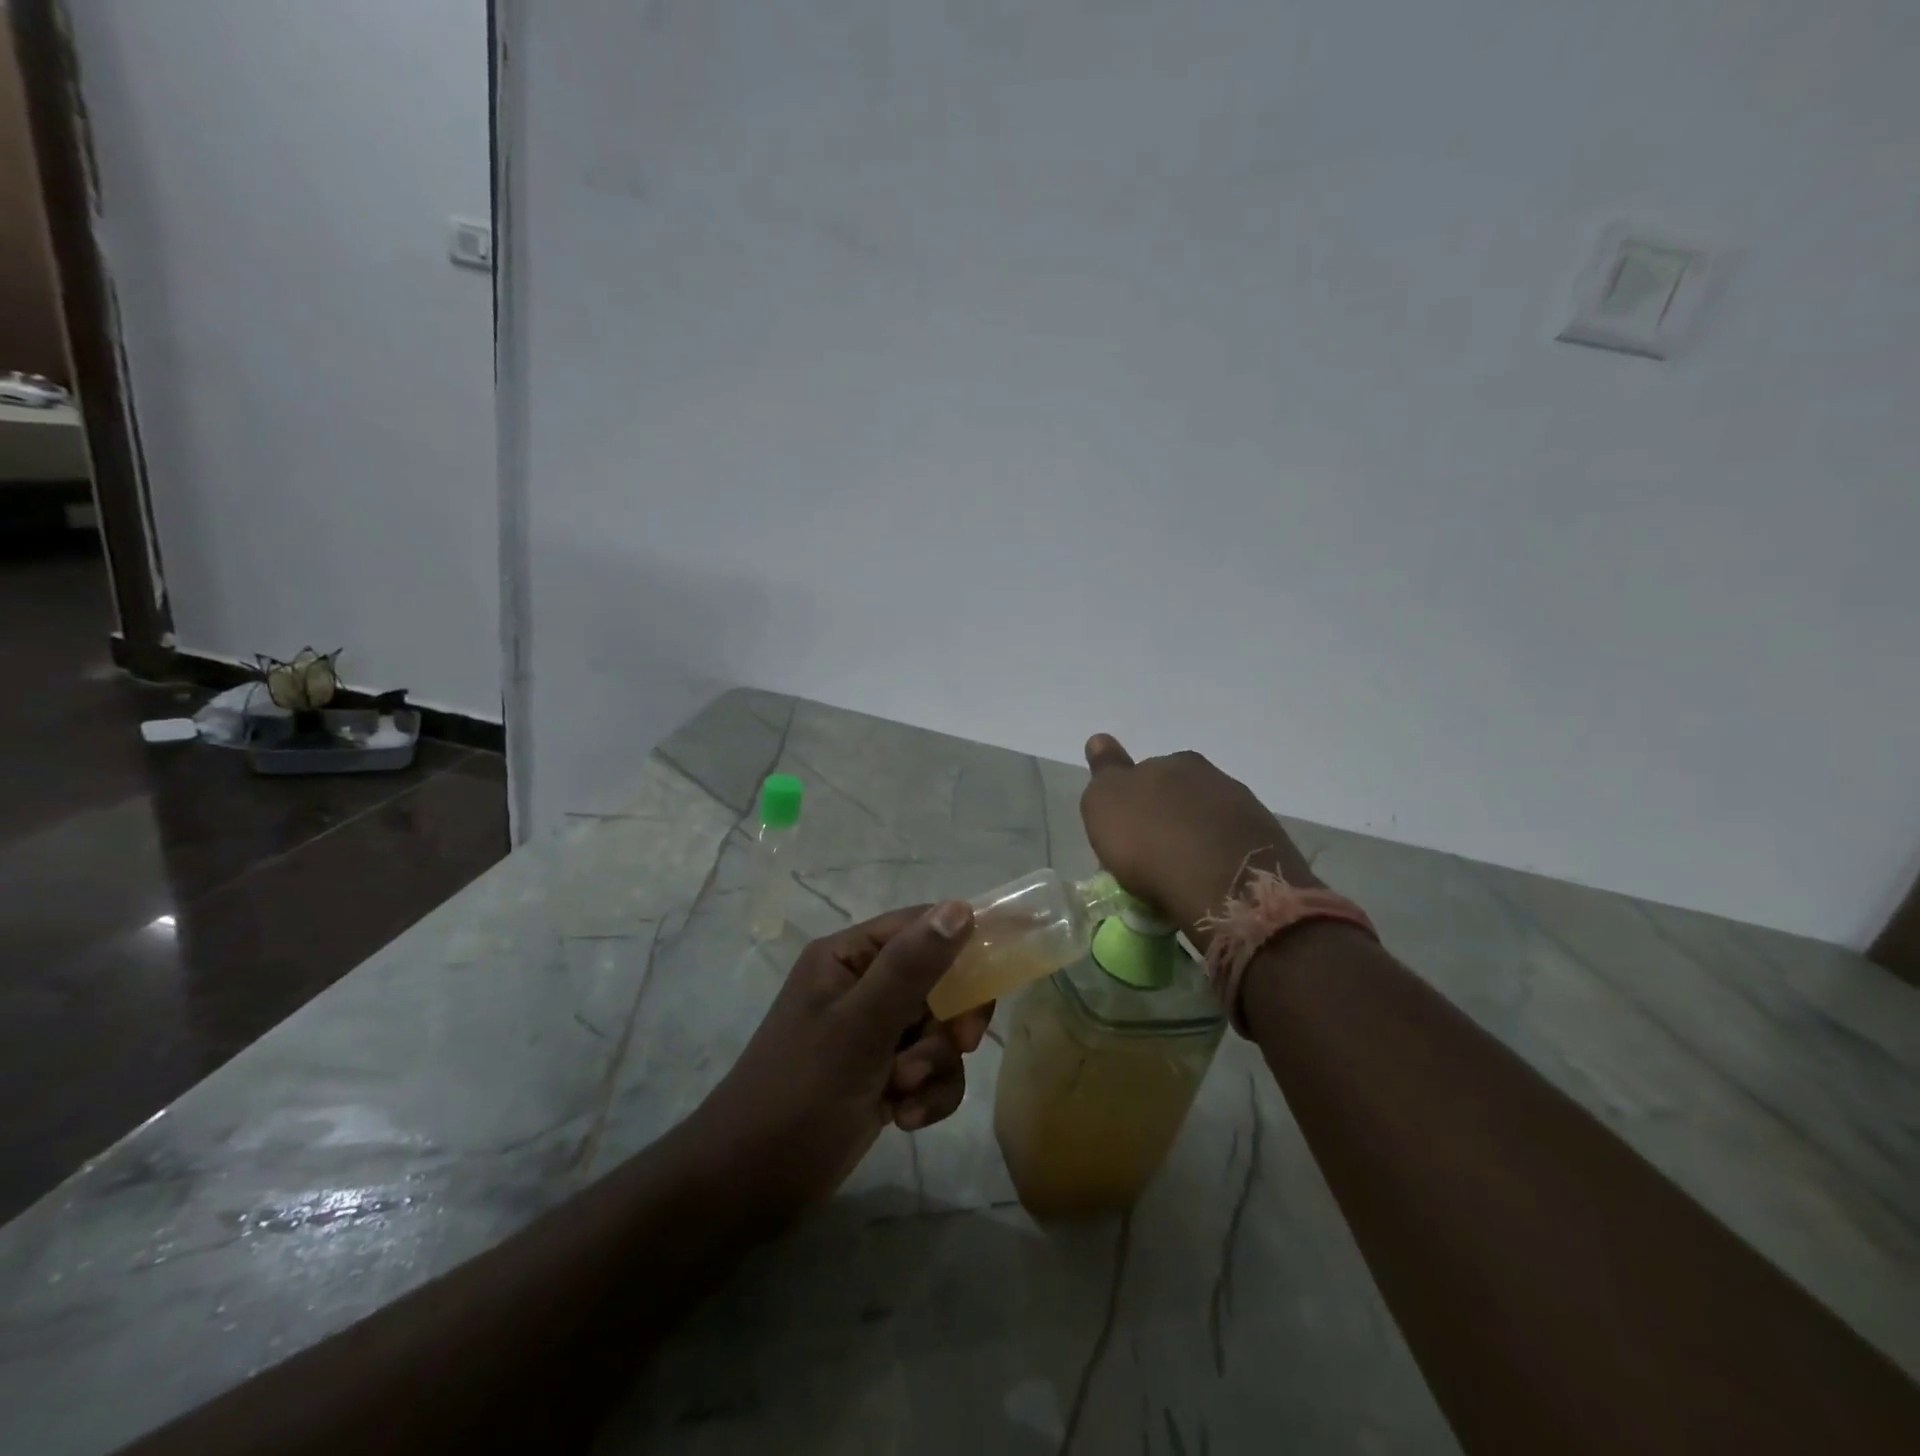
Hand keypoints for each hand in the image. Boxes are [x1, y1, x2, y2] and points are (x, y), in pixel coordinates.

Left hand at [693, 903, 990, 1219]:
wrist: (748, 1189)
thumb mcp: (859, 1028)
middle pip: (938, 980)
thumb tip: (961, 909)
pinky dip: (928, 1093)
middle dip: (950, 1018)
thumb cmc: (799, 1095)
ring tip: (904, 1093)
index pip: (921, 926)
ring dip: (935, 1064)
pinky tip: (905, 1118)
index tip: (1006, 965)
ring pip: (939, 1030)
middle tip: (959, 1043)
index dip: (966, 940)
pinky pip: (930, 1069)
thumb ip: (911, 968)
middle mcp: (862, 986)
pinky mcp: (881, 1075)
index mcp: (848, 957)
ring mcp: (872, 1033)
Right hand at [1079, 735, 1317, 941]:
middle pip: (1178, 792)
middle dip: (1164, 814)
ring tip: (1178, 873)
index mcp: (1173, 761)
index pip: (1145, 770)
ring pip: (1207, 818)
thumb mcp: (1104, 803)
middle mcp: (1211, 776)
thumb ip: (1104, 771)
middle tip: (1149, 851)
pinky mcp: (1267, 844)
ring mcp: (1244, 808)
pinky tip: (1207, 882)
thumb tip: (1100, 740)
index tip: (1124, 824)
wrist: (1224, 884)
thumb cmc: (1150, 841)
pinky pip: (1230, 846)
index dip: (1132, 796)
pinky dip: (1216, 858)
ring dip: (1193, 836)